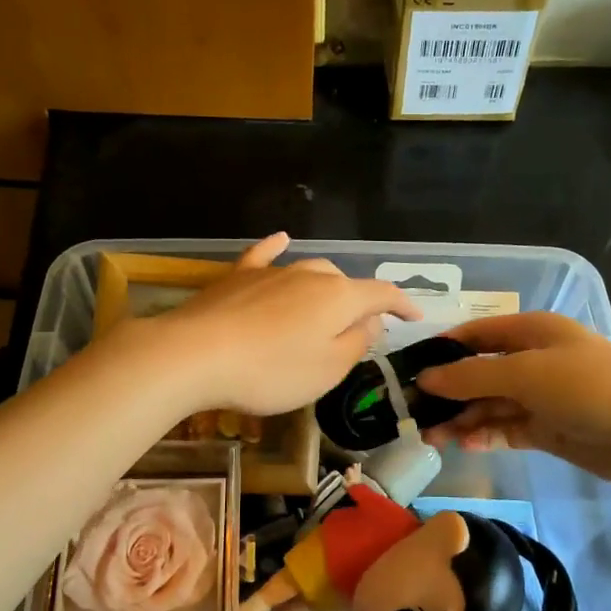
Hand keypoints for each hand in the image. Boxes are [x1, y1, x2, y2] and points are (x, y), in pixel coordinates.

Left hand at [138, 234, 420, 416]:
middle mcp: (309, 274)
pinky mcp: (237, 278)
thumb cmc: (271, 371)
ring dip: (325, 287)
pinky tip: (281, 239)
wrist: (195, 355)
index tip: (416, 317)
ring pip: (310, 270)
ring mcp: (271, 272)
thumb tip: (372, 320)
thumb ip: (356, 343)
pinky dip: (277, 248)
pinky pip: (264, 256)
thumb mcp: (327, 369)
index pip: (382, 294)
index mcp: (338, 297)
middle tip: (360, 329)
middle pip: (344, 283)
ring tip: (329, 305)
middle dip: (358, 302)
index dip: (402, 304)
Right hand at [416, 312, 610, 495]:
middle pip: (479, 372)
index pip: (475, 334)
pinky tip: (464, 445)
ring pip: (489, 404)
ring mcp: (541, 396)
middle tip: (412, 415)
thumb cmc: (591, 388)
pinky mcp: (548, 429)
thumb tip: (425, 378)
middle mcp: (534, 359)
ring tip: (430, 438)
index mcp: (532, 331)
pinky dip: (485, 435)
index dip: (442, 350)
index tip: (407, 371)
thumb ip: (472, 376)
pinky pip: (506, 428)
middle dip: (447, 392)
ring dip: (461, 418)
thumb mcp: (527, 373)